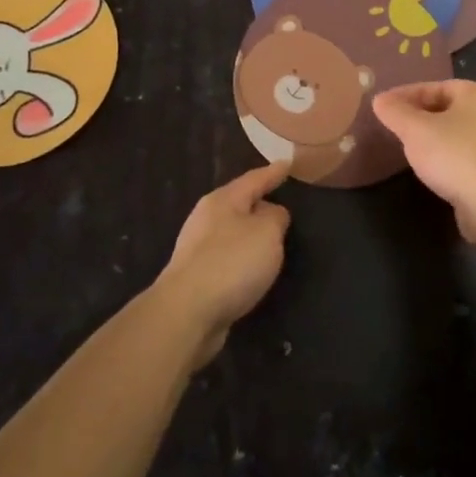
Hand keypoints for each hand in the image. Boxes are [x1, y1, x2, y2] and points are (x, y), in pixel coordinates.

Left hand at [154, 163, 290, 365]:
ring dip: (250, 234)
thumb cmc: (232, 262)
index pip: (254, 179)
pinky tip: (253, 268)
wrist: (187, 313)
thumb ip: (276, 217)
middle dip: (259, 203)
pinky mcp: (197, 278)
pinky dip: (243, 258)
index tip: (288, 164)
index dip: (273, 172)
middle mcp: (206, 219)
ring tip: (272, 237)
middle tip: (282, 200)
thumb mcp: (267, 232)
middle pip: (239, 204)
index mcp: (222, 201)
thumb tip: (272, 214)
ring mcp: (197, 250)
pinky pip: (228, 258)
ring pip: (232, 233)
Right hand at [371, 80, 475, 241]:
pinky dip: (450, 157)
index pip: (436, 87)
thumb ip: (396, 112)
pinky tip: (434, 169)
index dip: (406, 95)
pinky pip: (468, 155)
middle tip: (396, 126)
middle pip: (450, 108)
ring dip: (436, 137)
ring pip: (460, 133)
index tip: (383, 105)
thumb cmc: (454, 154)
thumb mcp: (415, 130)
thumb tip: (380, 100)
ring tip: (411, 148)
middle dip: (421, 115)